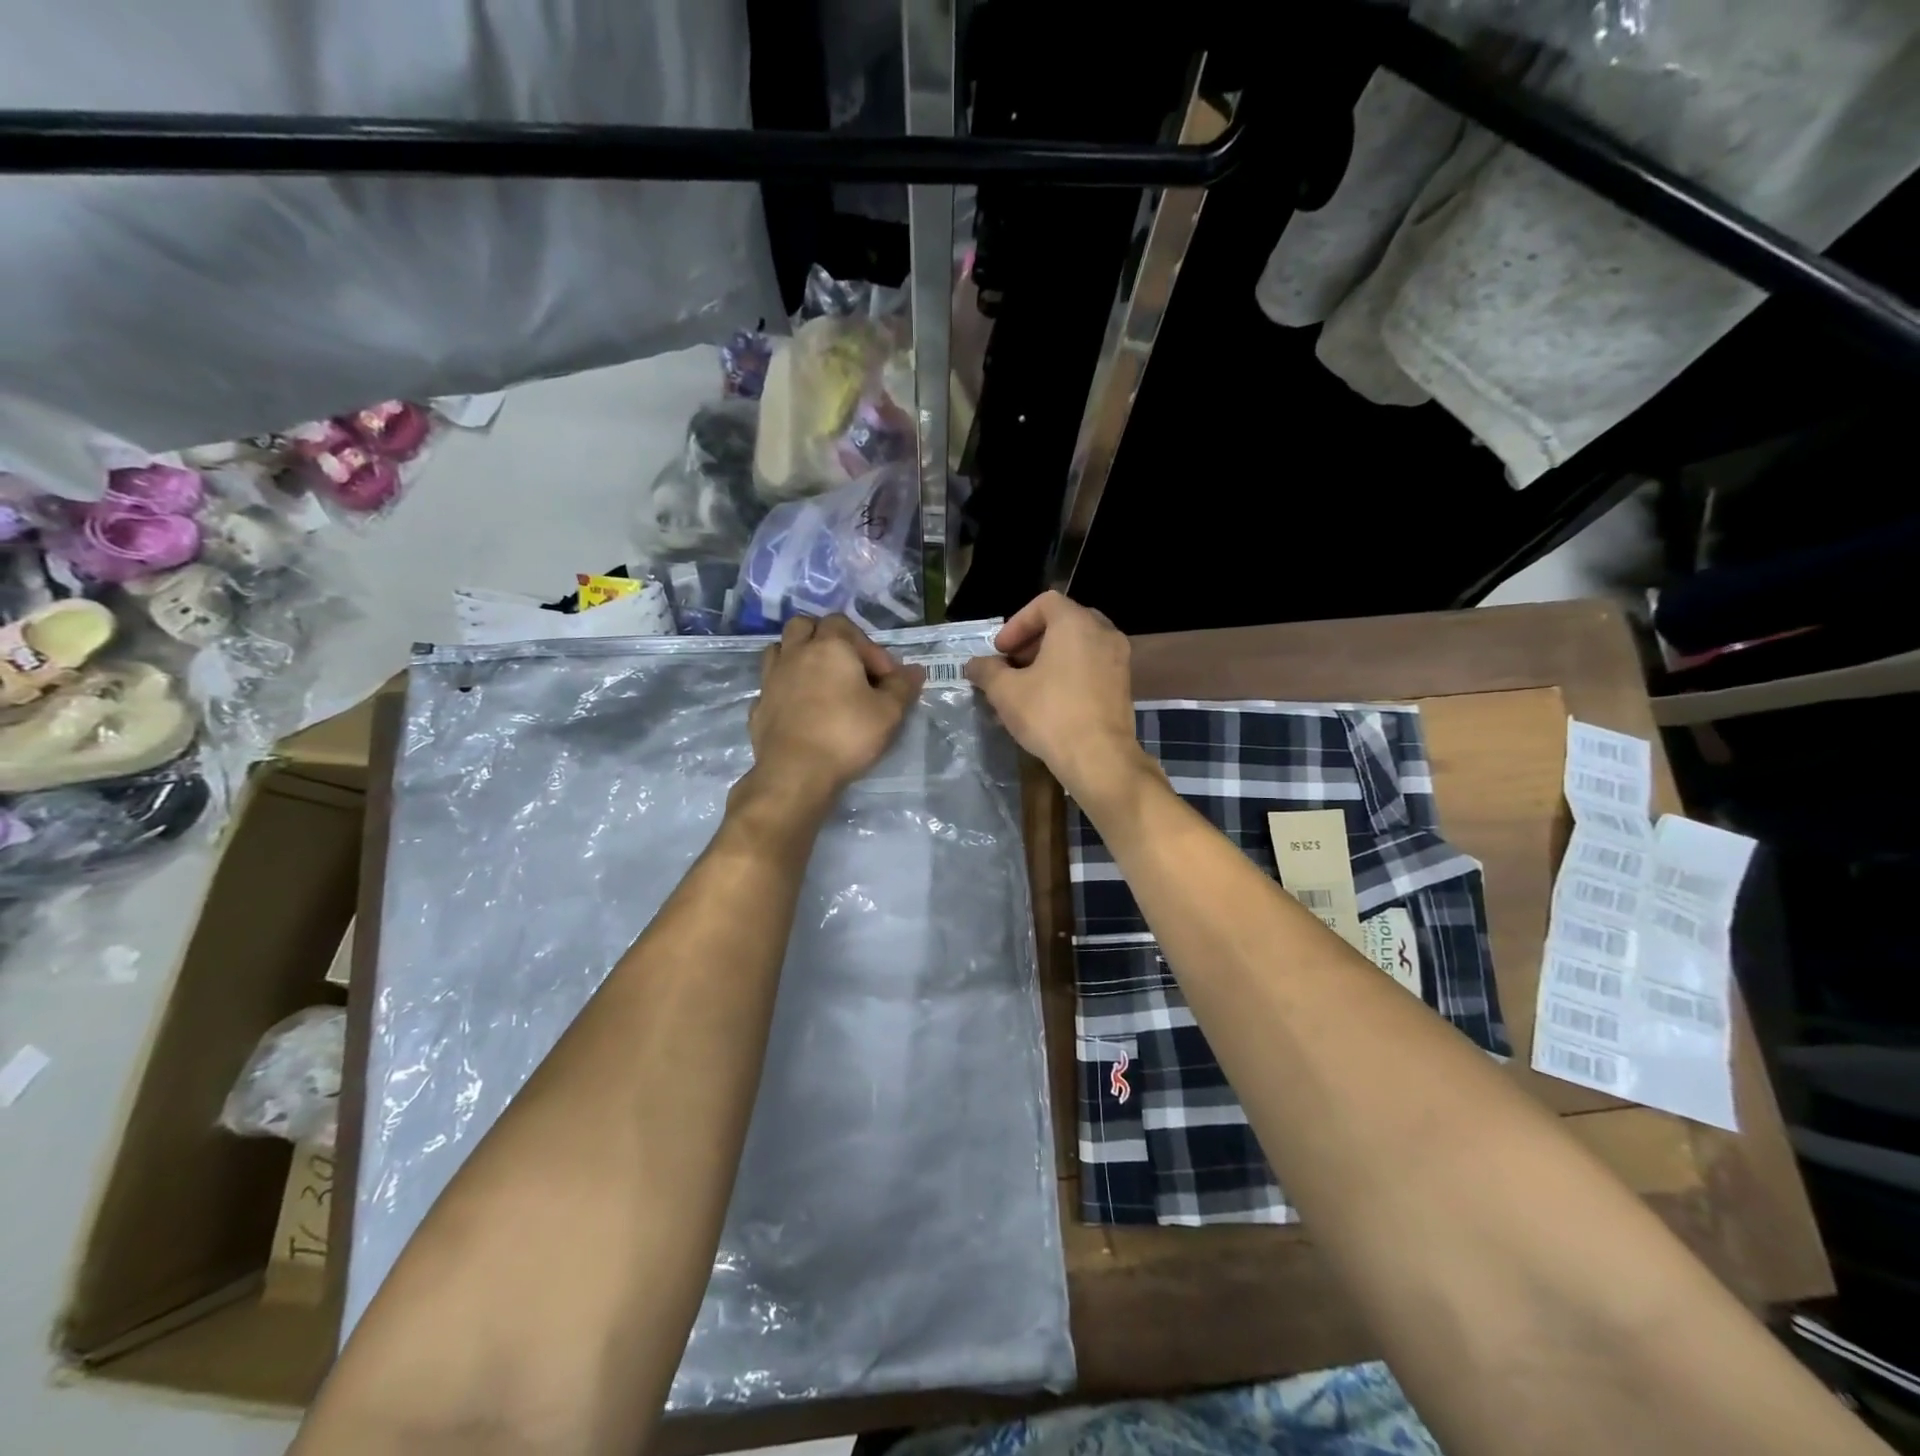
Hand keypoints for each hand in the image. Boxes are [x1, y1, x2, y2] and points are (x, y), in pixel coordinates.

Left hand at [744, 615, 923, 812]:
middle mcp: (796, 653)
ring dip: (799, 656)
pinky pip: (771, 684)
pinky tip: (799, 708)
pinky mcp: (758, 704)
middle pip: (805, 625)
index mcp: (829, 647)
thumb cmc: (847, 735)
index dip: (868, 647)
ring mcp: (771, 678)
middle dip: (826, 638)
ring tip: (819, 681)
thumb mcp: (889, 712)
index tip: (884, 678)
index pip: (846, 625)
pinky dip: (785, 688)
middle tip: (846, 666)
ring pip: (780, 649)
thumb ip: (903, 686)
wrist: (795, 772)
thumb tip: (914, 670)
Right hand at [965, 592, 1148, 805]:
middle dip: (1032, 642)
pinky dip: (1068, 675)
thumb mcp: (1005, 692)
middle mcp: (1103, 633)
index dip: (1017, 624)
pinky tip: (1048, 703)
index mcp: (1076, 624)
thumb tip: (973, 665)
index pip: (1045, 603)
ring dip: (1049, 661)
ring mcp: (1118, 660)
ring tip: (1025, 688)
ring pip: (1078, 647)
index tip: (1001, 651)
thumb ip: (986, 671)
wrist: (1099, 758)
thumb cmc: (1049, 714)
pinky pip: (1091, 668)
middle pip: (1063, 623)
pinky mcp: (1123, 686)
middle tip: (1011, 665)